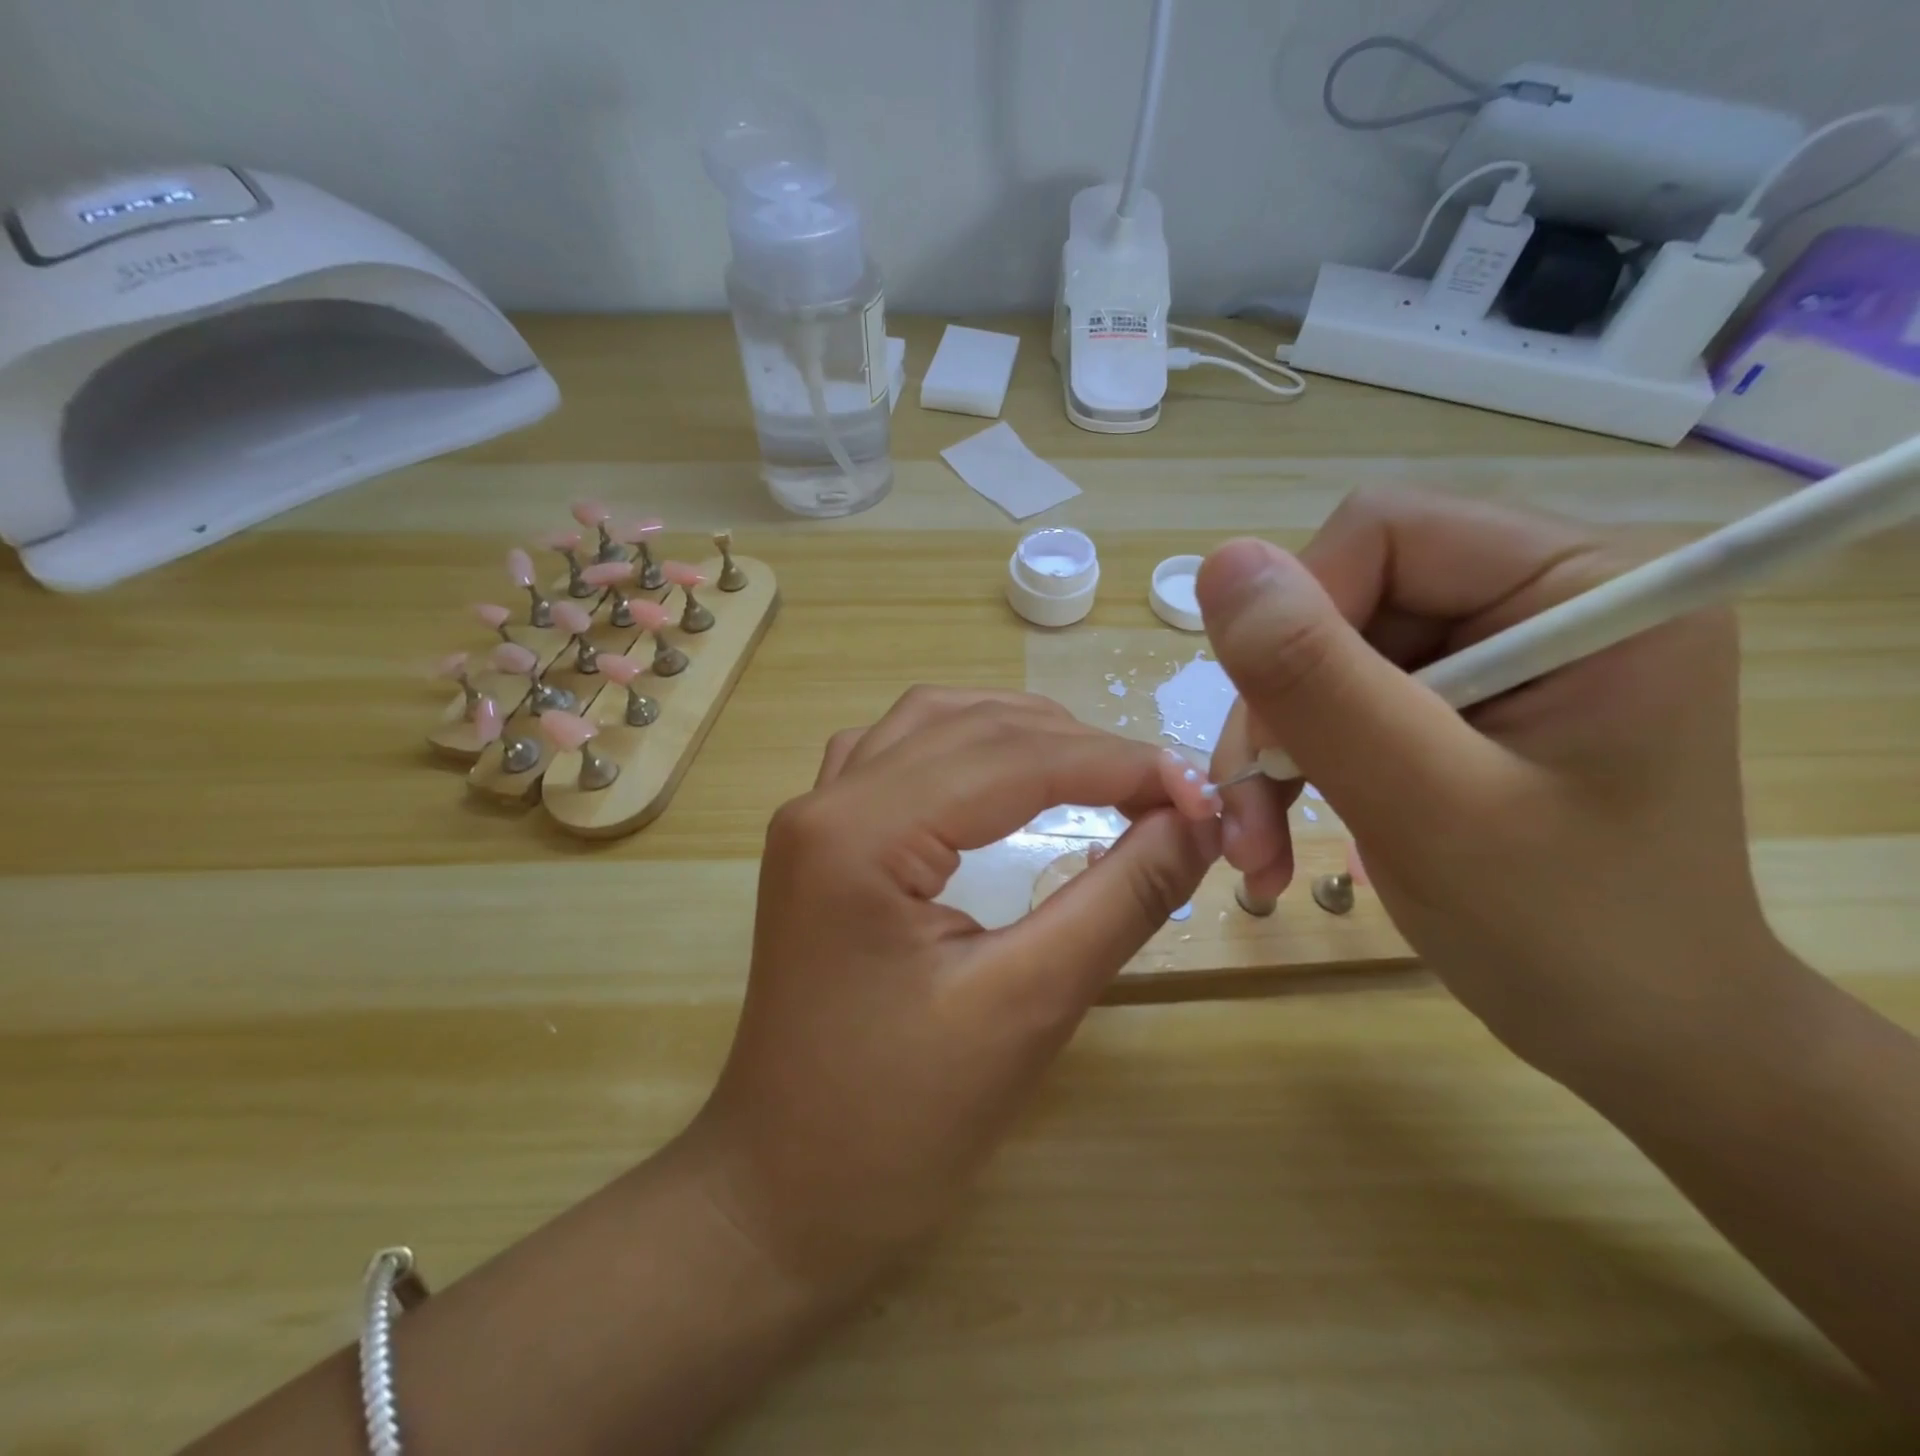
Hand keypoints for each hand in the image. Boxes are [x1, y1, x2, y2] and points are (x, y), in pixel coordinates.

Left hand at [688, 689, 1219, 1297]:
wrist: (782, 1193)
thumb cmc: (899, 1122)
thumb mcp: (1028, 1006)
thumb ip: (1120, 898)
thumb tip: (1196, 819)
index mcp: (860, 833)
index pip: (1013, 759)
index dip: (1117, 764)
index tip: (1199, 790)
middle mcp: (826, 801)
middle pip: (971, 728)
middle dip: (1076, 745)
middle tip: (1160, 788)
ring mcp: (813, 817)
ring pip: (930, 724)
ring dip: (1018, 732)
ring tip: (1095, 768)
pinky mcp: (819, 843)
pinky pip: (897, 755)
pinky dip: (964, 746)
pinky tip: (1000, 774)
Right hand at [1199, 490, 1775, 1078]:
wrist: (1638, 1034)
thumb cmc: (1569, 935)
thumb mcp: (1428, 806)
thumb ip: (1321, 683)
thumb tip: (1221, 563)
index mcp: (1588, 584)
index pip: (1384, 533)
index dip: (1301, 622)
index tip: (1279, 742)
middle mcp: (1542, 594)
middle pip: (1341, 597)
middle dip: (1280, 708)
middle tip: (1253, 815)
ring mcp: (1496, 648)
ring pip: (1321, 653)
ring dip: (1274, 748)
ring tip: (1259, 843)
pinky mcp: (1458, 698)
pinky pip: (1336, 697)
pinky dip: (1295, 764)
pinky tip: (1282, 831)